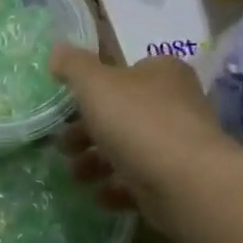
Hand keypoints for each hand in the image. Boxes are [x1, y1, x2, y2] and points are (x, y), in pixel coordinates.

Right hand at [49, 43, 234, 227]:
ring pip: (126, 149)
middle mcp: (175, 103)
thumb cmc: (138, 122)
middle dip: (86, 132)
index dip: (92, 89)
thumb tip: (57, 48)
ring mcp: (178, 144)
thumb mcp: (95, 84)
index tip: (67, 108)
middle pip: (120, 114)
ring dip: (95, 163)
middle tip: (64, 146)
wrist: (184, 182)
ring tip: (78, 175)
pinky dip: (116, 187)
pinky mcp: (177, 179)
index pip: (123, 73)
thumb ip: (73, 65)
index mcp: (162, 72)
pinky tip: (101, 194)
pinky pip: (138, 181)